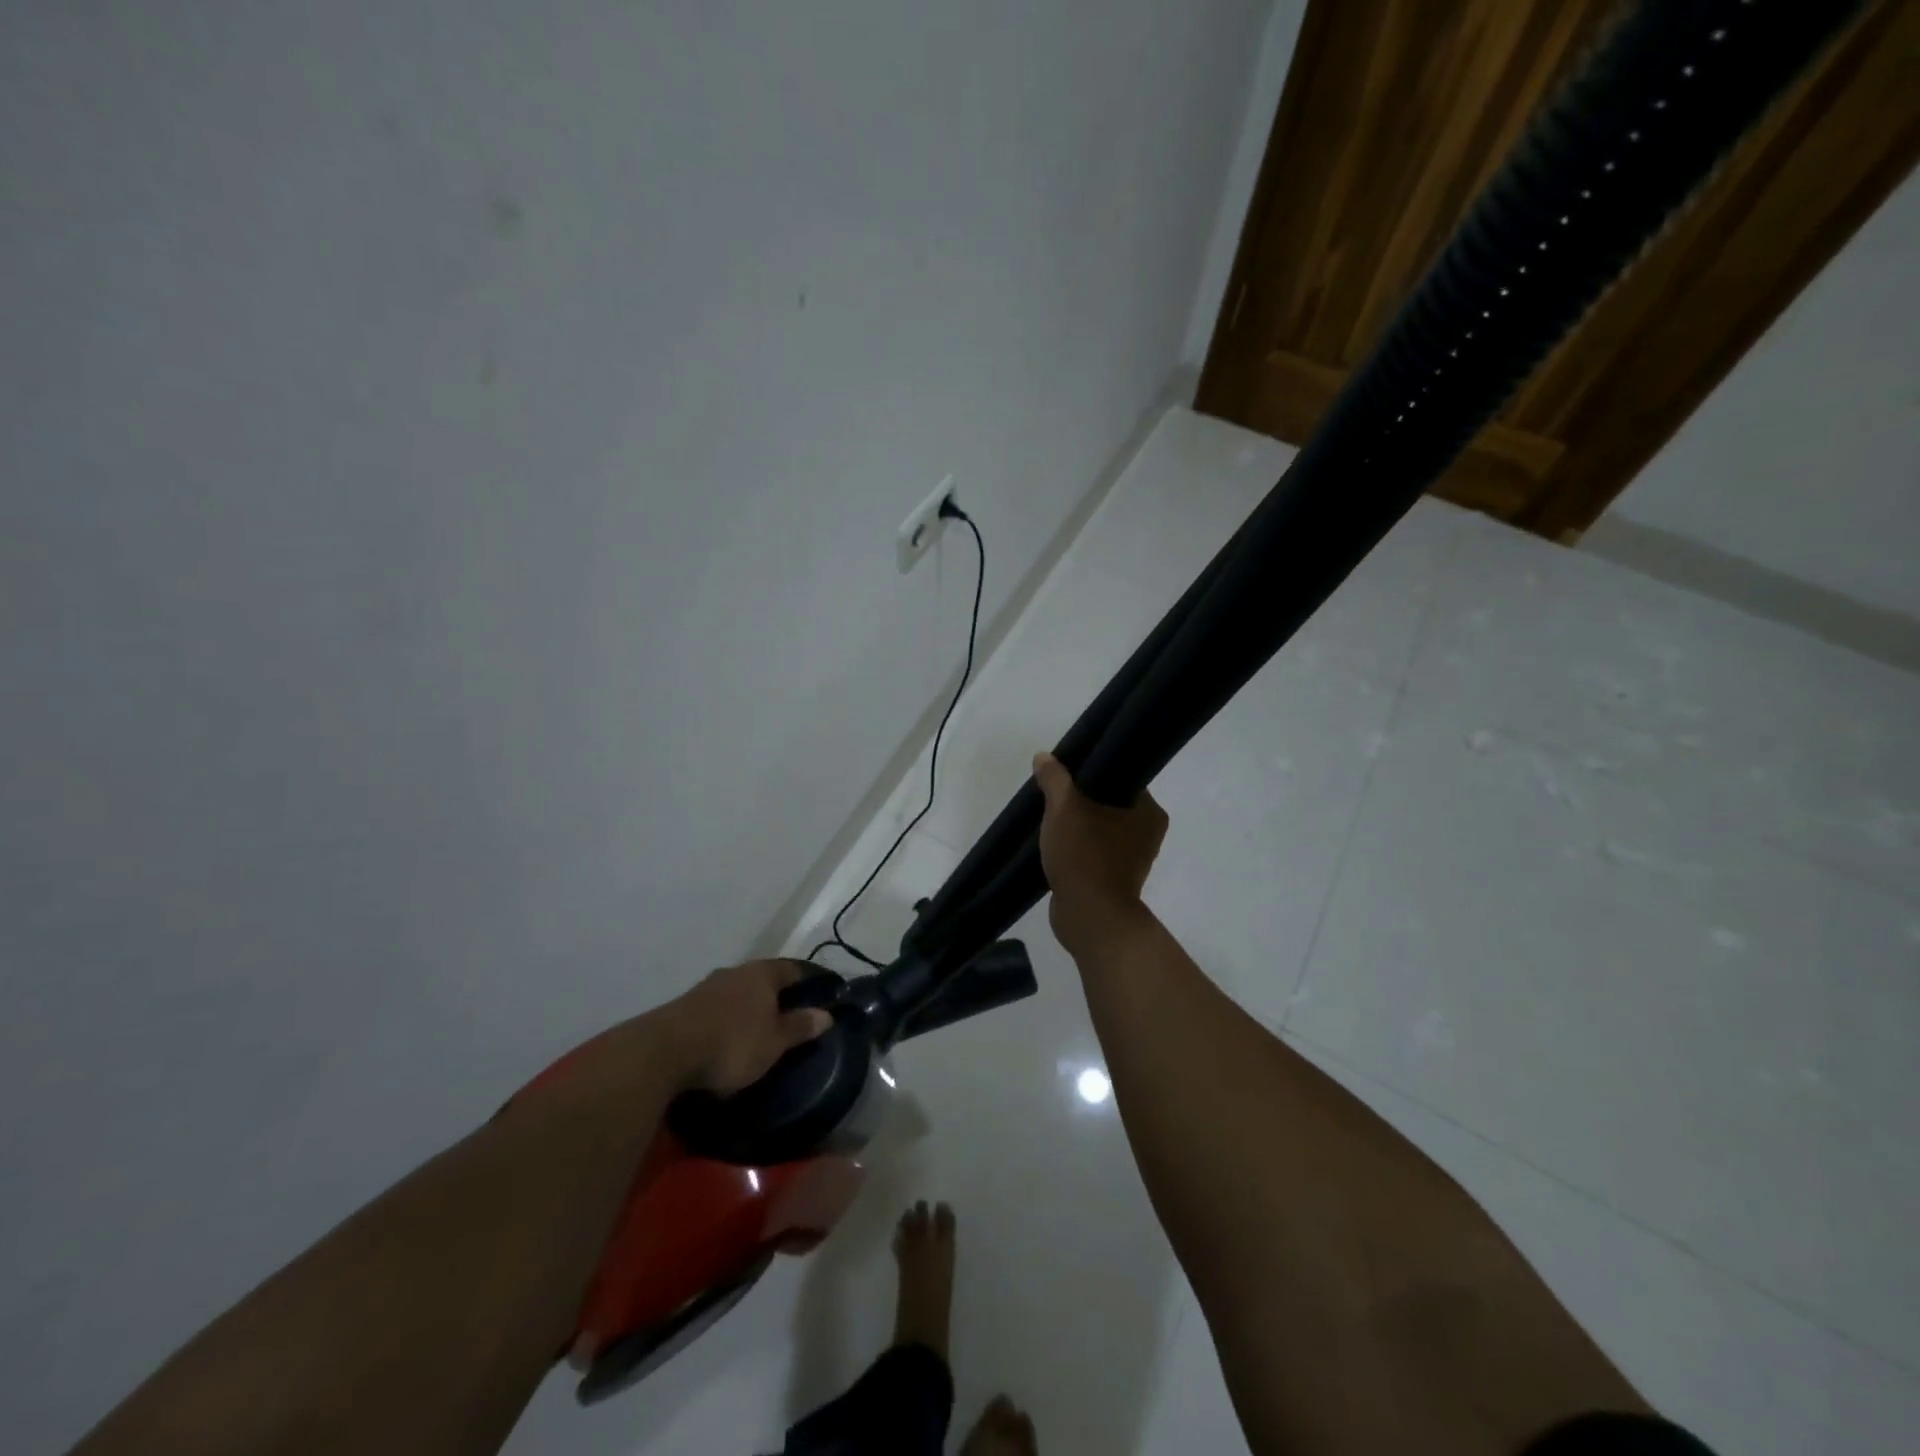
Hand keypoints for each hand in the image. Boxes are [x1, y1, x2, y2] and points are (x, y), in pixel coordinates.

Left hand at [668, 959, 834, 1094]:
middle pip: (764, 979)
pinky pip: (717, 1009)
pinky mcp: (685, 1007)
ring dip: (750, 1007)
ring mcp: (707, 988)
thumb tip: (827, 1014)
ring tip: (759, 1029)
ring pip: (738, 993)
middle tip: (791, 1014)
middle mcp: (736, 972)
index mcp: (762, 973)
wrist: (664, 1053)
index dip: (809, 980)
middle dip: (777, 994)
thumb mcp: (774, 1042)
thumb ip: (800, 1027)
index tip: (822, 993)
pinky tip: (729, 1037)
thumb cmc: (732, 1043)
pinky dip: (728, 1020)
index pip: (793, 968)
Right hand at [1031, 752, 1167, 956]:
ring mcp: (1132, 859)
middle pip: (1110, 803)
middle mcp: (1148, 833)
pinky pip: (1095, 851)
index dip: (1095, 770)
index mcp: (1149, 812)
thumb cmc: (1085, 856)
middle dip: (1082, 799)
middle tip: (1054, 791)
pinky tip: (1054, 843)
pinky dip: (1078, 847)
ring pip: (1101, 828)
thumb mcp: (1064, 809)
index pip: (1123, 778)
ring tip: (1050, 816)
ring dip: (1078, 824)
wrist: (1090, 918)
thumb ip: (1055, 779)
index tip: (1069, 769)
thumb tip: (1044, 757)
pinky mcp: (1115, 879)